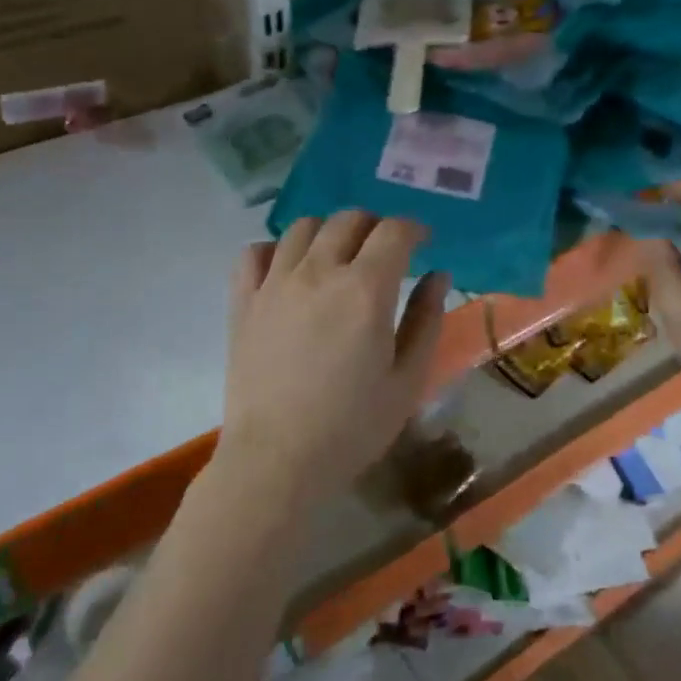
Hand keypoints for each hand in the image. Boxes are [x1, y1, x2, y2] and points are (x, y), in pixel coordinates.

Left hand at [216, 212, 449, 506]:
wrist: (277, 461)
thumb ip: (426, 320)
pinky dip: (277, 249)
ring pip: (302, 227)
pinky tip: (290, 269)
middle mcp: (318, 272)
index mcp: (365, 290)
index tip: (423, 242)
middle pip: (348, 220)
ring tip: (340, 256)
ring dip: (330, 231)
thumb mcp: (407, 380)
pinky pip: (255, 253)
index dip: (414, 229)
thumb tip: (437, 275)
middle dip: (375, 226)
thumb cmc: (352, 427)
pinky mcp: (243, 302)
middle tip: (386, 251)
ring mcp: (274, 284)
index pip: (394, 231)